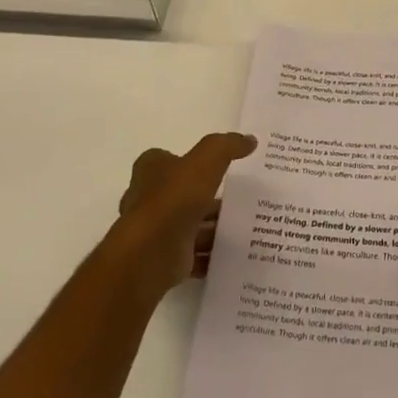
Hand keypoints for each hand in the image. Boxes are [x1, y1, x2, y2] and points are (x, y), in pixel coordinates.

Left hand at [107, 133, 254, 306]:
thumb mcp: (207, 160)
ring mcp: (155, 231)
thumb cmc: (175, 197)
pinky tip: (232, 254)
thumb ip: (227, 146)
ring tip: (242, 227)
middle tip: (237, 199)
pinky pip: (193, 255)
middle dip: (207, 198)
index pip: (168, 159)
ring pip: (189, 226)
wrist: (152, 252)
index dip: (190, 161)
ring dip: (211, 228)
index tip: (216, 166)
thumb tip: (250, 140)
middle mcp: (148, 198)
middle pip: (182, 194)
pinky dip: (210, 256)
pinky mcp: (165, 258)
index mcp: (151, 170)